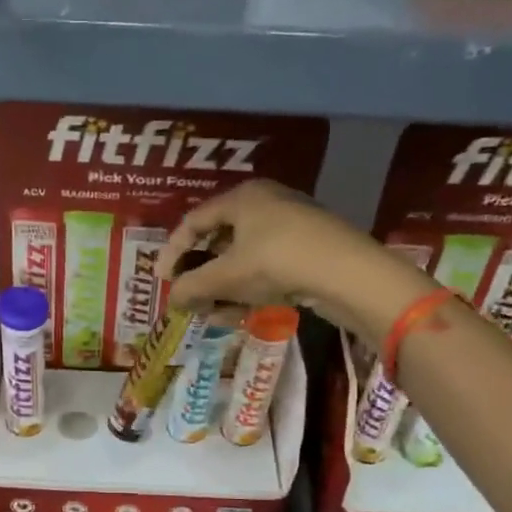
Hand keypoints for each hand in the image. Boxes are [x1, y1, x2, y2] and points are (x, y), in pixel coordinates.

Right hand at [162, 181, 423, 329]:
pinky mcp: (310, 249)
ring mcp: (291, 225)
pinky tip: (244, 313)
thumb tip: (173, 299)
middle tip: (191, 299)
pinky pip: (267, 267)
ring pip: (244, 258)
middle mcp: (266, 203)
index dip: (173, 251)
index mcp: (242, 197)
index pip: (194, 221)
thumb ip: (192, 287)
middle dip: (202, 275)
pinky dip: (250, 288)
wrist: (349, 274)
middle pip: (220, 240)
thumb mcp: (226, 277)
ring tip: (217, 314)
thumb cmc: (277, 262)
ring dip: (225, 288)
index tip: (162, 280)